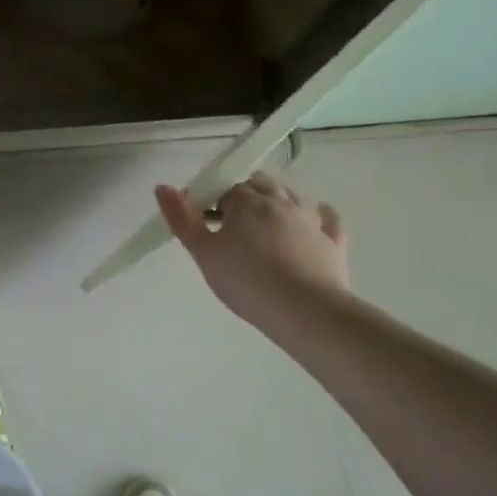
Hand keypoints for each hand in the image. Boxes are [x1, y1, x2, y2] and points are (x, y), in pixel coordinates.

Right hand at [156, 173, 347, 328]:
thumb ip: (181, 218)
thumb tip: (162, 187)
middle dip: (244, 194)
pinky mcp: (333, 242)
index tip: (202, 220)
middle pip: (260, 184)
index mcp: (247, 201)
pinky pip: (328, 219)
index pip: (226, 188)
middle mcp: (281, 201)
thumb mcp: (202, 252)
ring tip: (265, 223)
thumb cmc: (245, 280)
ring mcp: (311, 220)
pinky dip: (320, 215)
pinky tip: (315, 220)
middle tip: (230, 221)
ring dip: (278, 200)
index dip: (212, 200)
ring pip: (293, 196)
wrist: (303, 311)